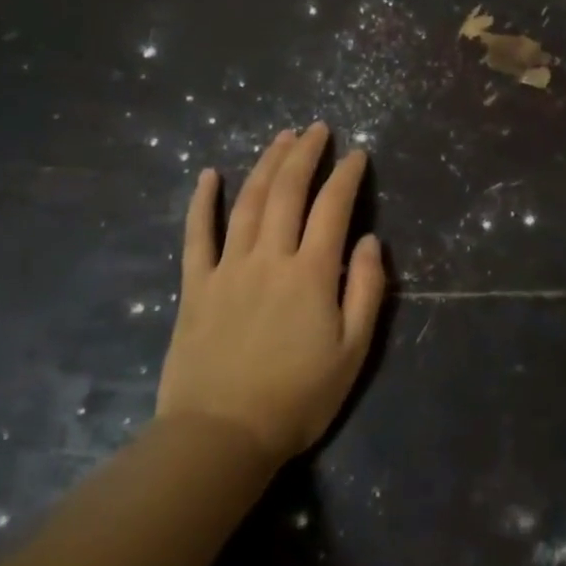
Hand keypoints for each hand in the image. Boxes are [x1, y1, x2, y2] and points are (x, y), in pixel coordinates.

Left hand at [156, 123, 385, 462]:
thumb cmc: (297, 398)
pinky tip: (208, 174)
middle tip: (316, 128)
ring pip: (247, 203)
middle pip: (287, 192)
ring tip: (281, 138)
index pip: (333, 208)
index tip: (356, 154)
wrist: (221, 436)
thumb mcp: (352, 351)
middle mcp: (269, 258)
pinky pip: (197, 235)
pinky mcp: (196, 286)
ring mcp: (228, 268)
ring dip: (266, 165)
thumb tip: (369, 241)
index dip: (346, 176)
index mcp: (311, 273)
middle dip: (305, 154)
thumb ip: (365, 290)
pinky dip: (202, 202)